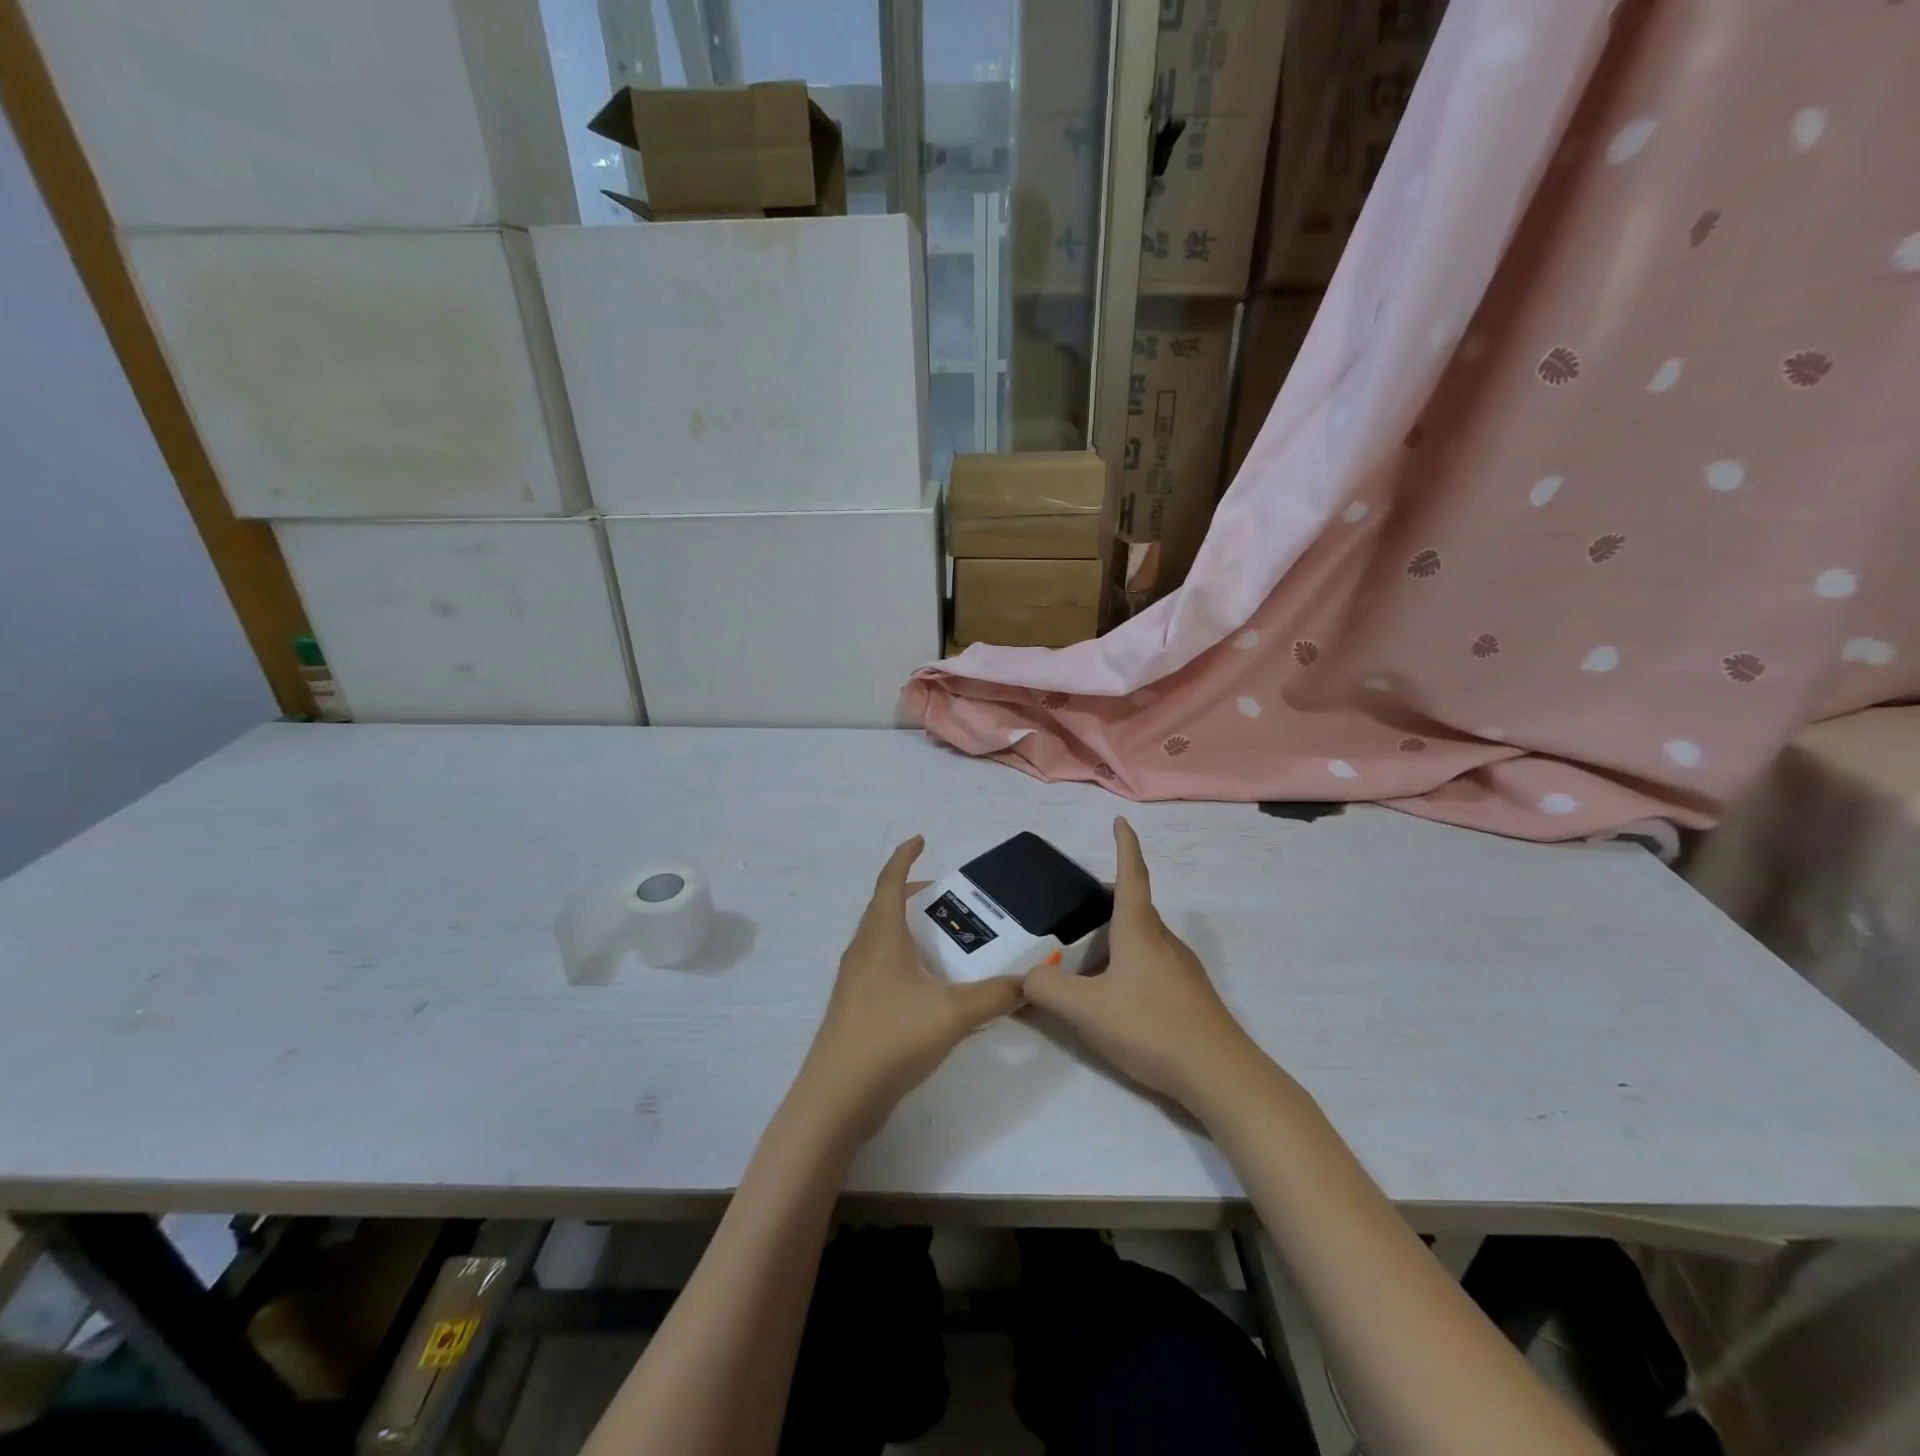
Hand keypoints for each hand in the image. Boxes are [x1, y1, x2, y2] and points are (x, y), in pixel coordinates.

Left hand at [793, 836, 1024, 1139]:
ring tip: (942, 938)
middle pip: (884, 908)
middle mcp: (863, 950)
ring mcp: (854, 981)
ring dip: (907, 928)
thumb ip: (996, 995)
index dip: (904, 857)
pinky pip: (881, 966)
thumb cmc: (892, 1036)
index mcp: (880, 936)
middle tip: (946, 897)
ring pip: (881, 939)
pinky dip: (904, 959)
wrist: (838, 1096)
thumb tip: (1033, 982)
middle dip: (912, 895)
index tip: (920, 839)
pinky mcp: (855, 1008)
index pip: (889, 882)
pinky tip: (928, 985)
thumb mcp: (954, 1013)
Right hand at [1024, 817, 1260, 1108]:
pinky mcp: (1190, 994)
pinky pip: (1153, 964)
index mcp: (1139, 930)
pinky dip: (1130, 965)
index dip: (1124, 845)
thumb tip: (1028, 977)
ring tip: (1086, 962)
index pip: (1132, 874)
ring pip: (1144, 938)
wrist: (1220, 1074)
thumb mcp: (1086, 1010)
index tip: (1120, 821)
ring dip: (1117, 938)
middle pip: (1135, 907)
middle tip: (1077, 912)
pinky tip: (1116, 998)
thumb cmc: (1151, 1026)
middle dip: (1108, 901)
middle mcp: (1163, 939)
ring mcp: (1182, 967)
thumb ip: (1047, 990)